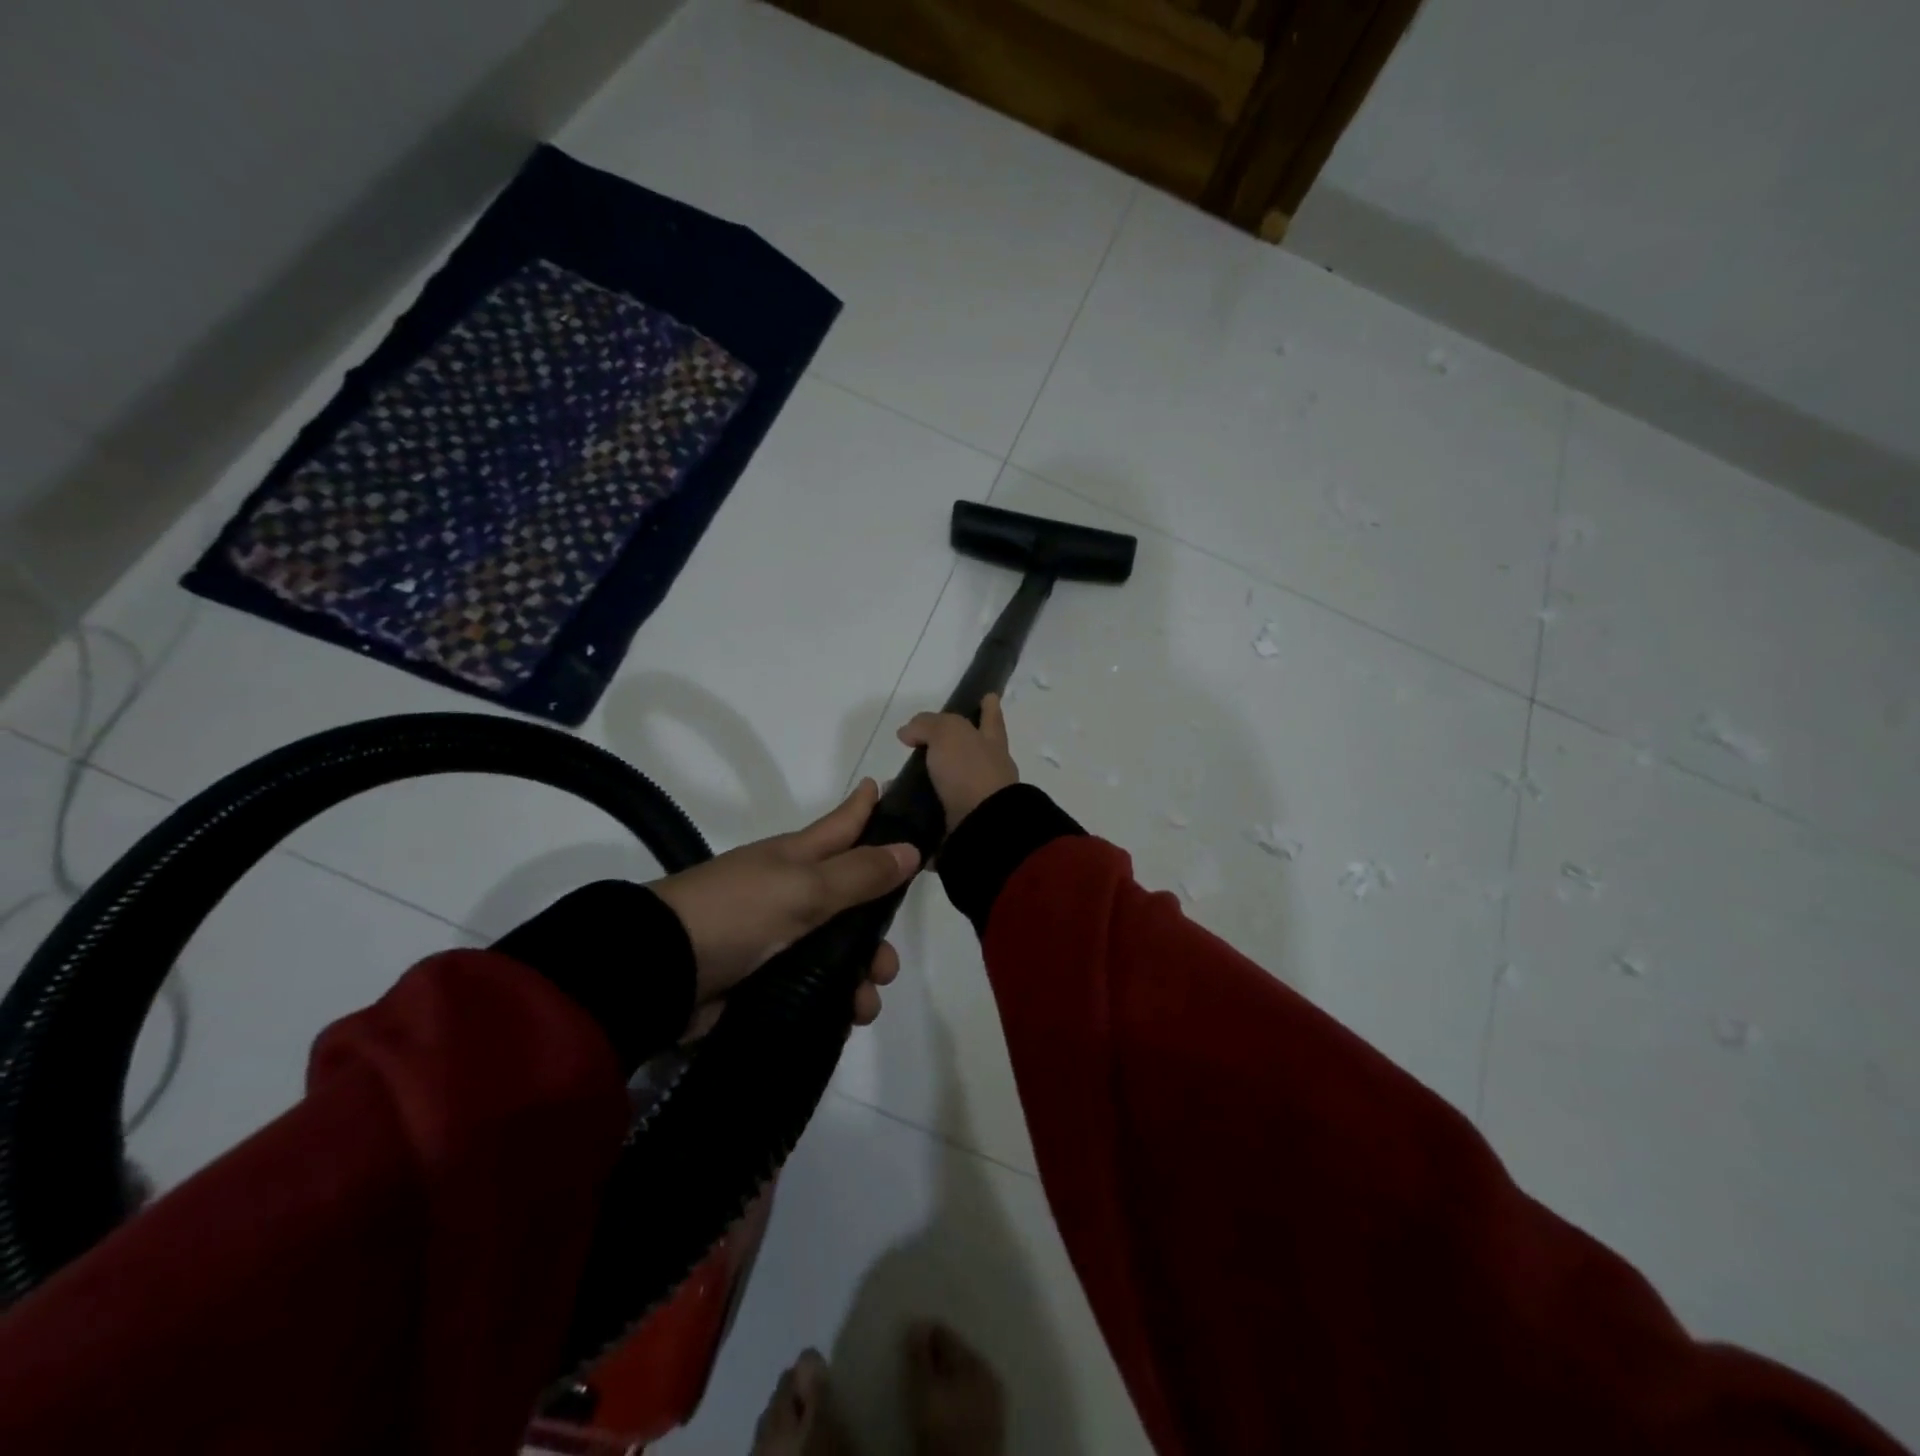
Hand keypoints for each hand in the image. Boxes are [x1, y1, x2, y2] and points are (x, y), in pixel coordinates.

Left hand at [650, 780, 919, 1032]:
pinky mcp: (769, 978)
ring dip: (863, 972)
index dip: (871, 808)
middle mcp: (793, 891)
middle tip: (891, 957)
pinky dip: (839, 1000)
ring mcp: (780, 937)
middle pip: (853, 897)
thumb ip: (859, 873)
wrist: (663, 971)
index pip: (844, 823)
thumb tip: (911, 848)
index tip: (899, 794)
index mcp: (798, 857)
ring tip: (867, 999)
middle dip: (879, 925)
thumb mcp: (804, 887)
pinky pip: (820, 986)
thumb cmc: (738, 913)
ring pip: (841, 949)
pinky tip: (850, 1015)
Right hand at [896, 693, 1019, 832]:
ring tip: (894, 782)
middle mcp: (989, 770)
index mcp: (991, 743)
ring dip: (926, 782)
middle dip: (950, 748)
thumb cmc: (970, 771)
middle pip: (970, 752)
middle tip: (920, 745)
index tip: (989, 696)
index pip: (990, 718)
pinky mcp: (962, 824)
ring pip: (950, 784)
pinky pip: (936, 812)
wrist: (982, 826)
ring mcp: (977, 799)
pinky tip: (898, 808)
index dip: (989, 708)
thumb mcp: (948, 733)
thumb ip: (927, 725)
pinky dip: (918, 809)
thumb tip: (908, 732)